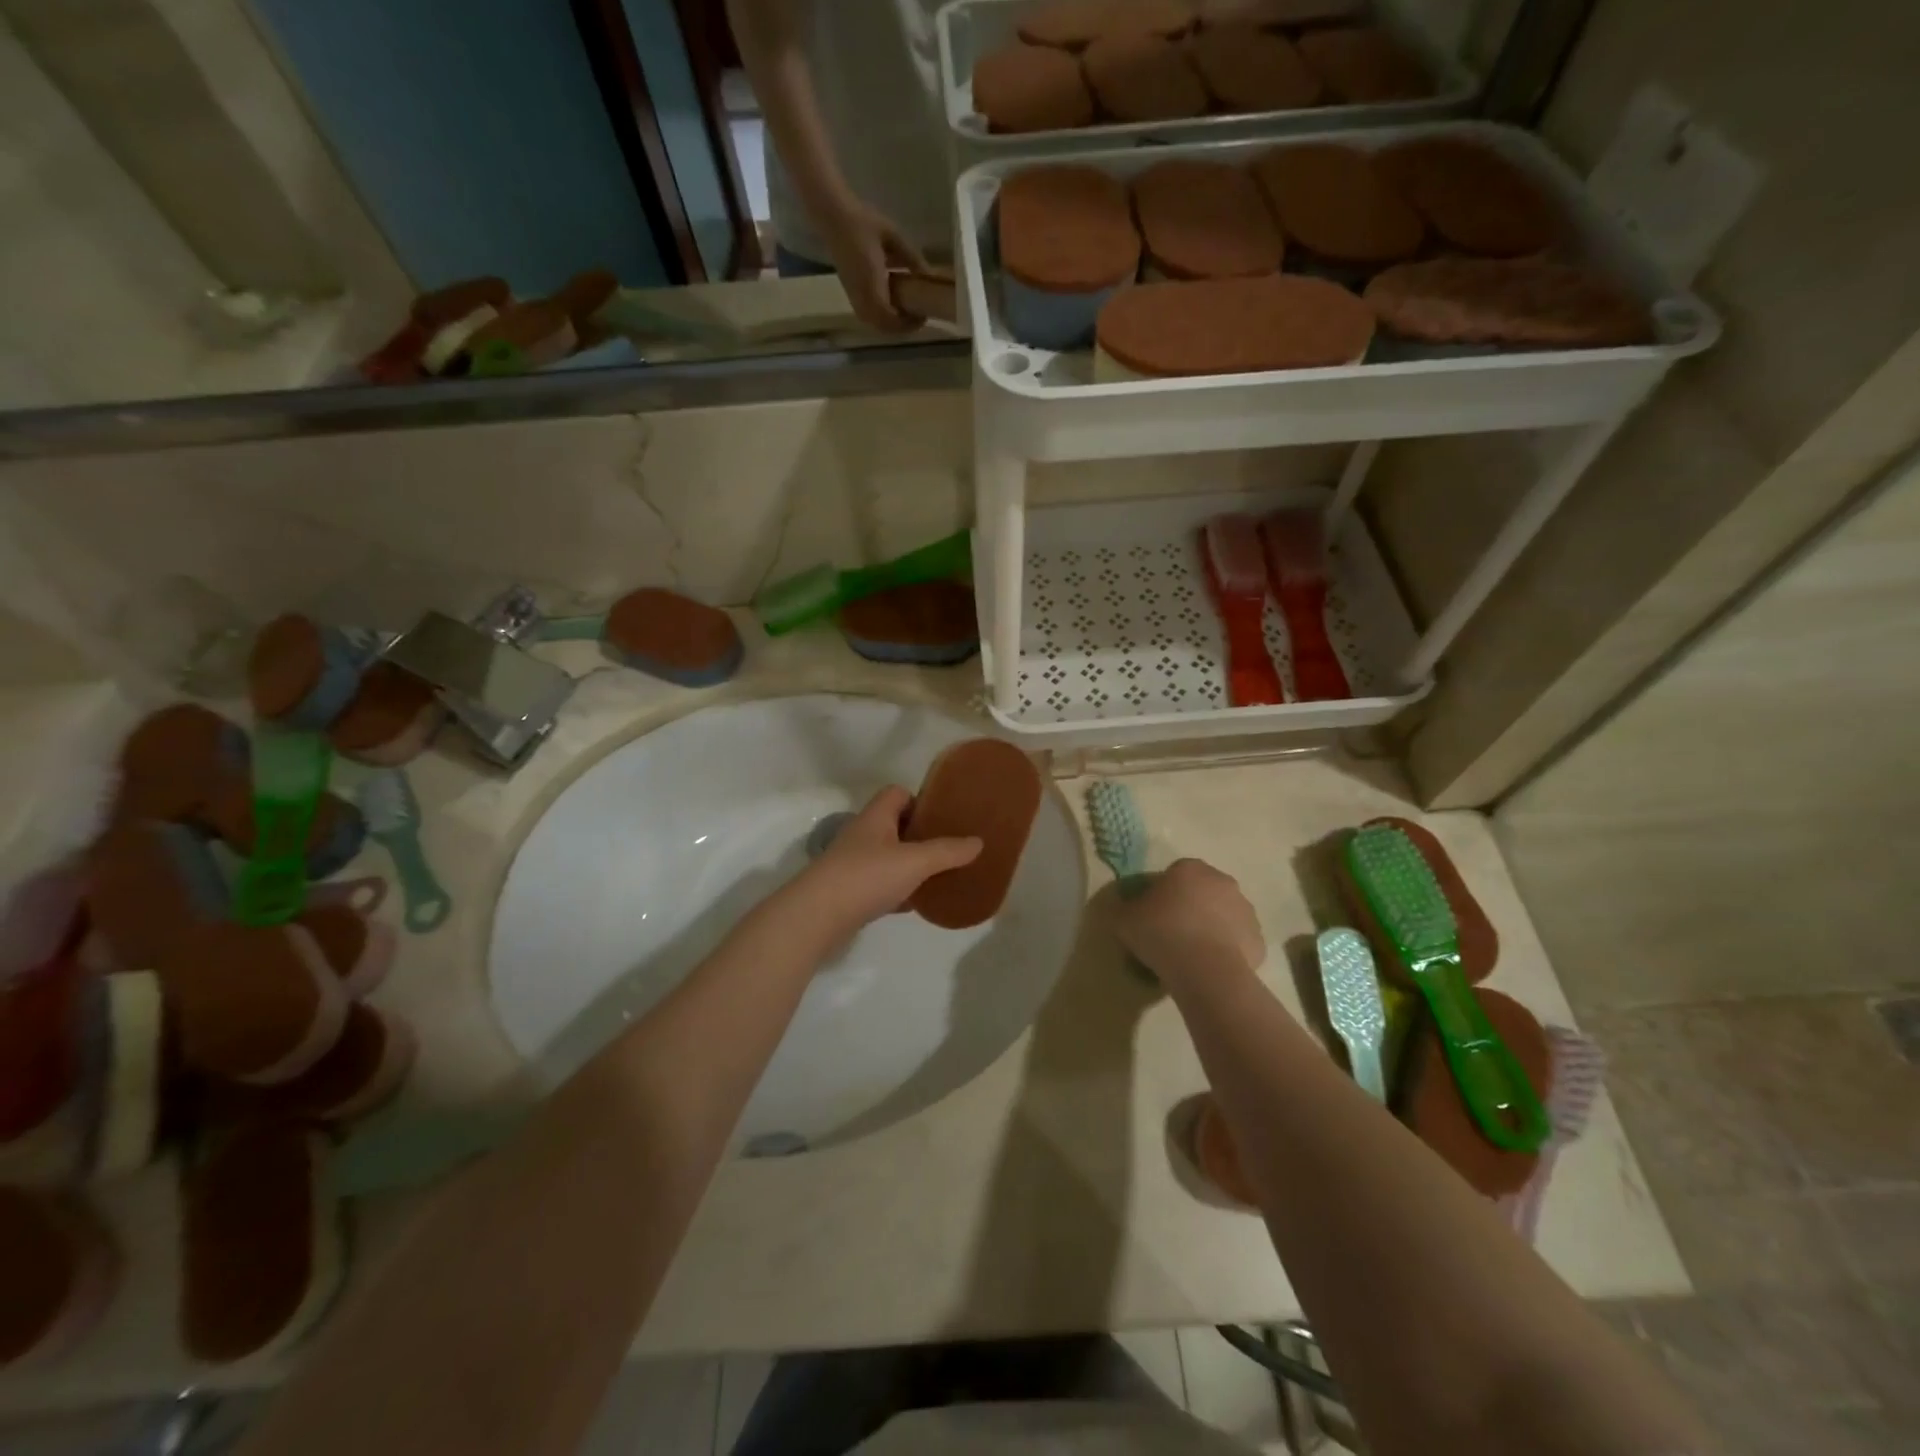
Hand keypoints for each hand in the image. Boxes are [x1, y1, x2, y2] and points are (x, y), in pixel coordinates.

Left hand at [792, 787, 980, 939]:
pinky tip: (914, 904)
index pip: (897, 793)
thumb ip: (947, 851)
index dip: (920, 800)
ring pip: (888, 856)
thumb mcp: (915, 861)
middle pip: (894, 825)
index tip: (942, 818)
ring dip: (909, 864)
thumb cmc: (867, 876)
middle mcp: (862, 834)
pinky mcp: (848, 891)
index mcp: (876, 817)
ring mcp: (853, 863)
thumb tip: (978, 841)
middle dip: (920, 835)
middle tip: (947, 848)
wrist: (816, 916)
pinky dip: (898, 890)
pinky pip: (880, 883)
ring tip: (937, 875)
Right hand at [818, 196, 929, 332]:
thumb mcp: (893, 235)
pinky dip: (880, 317)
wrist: (834, 215)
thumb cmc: (863, 222)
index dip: (907, 324)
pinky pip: (866, 315)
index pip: (890, 318)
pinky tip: (890, 305)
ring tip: (905, 313)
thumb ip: (911, 257)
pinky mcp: (850, 292)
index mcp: (872, 284)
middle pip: (882, 326)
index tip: (922, 317)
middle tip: (916, 318)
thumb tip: (929, 275)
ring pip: (873, 323)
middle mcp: (861, 296)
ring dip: (889, 324)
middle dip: (900, 327)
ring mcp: (853, 295)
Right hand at [1116, 859, 1265, 982]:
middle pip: (1202, 891)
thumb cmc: (1161, 933)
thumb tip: (1122, 906)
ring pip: (1222, 915)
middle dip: (1190, 907)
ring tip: (1190, 954)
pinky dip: (1226, 950)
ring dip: (1210, 927)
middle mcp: (1222, 881)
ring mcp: (1245, 910)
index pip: (1174, 873)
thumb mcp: (1123, 919)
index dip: (1162, 893)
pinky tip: (1209, 967)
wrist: (1205, 970)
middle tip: (1170, 933)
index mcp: (1190, 868)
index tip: (1151, 915)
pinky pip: (1237, 941)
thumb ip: (1122, 907)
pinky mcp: (1258, 939)